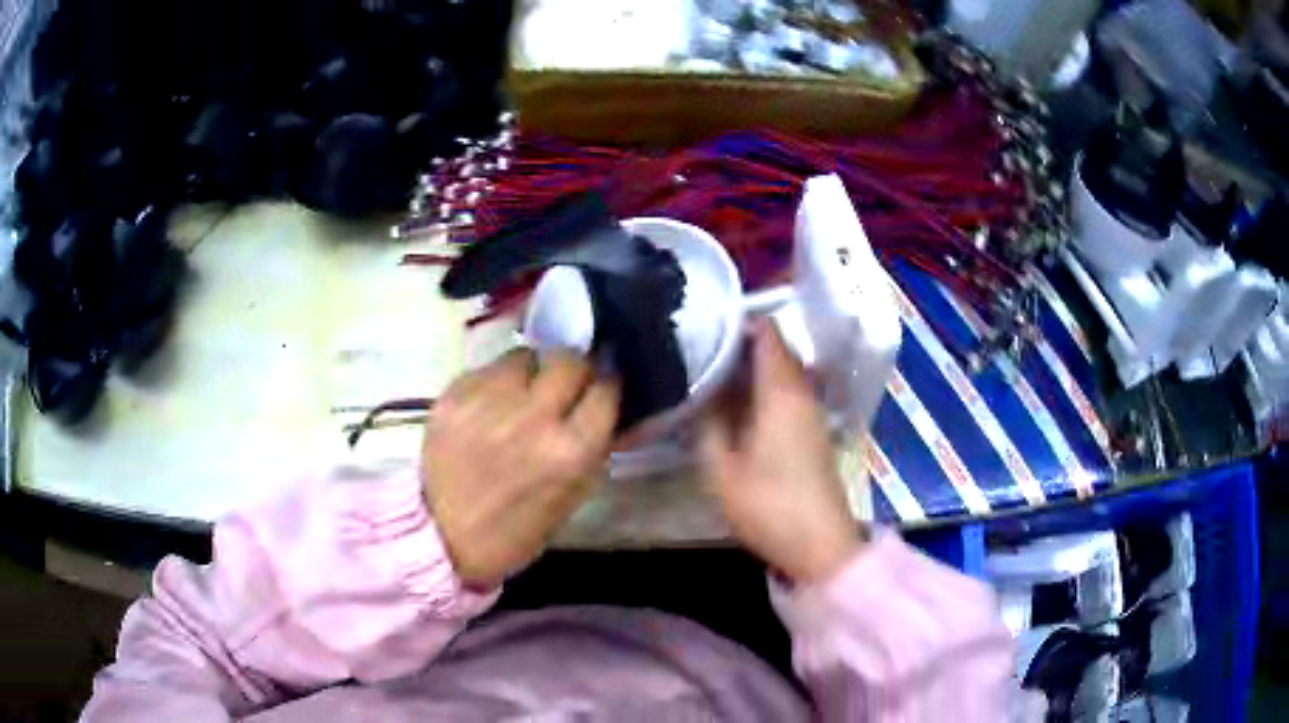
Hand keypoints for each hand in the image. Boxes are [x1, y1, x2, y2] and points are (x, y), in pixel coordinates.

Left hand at [422, 348, 618, 589]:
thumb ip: (597, 450)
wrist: (443, 535)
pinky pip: (487, 368)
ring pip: (526, 354)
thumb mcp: (571, 498)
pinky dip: (495, 382)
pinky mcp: (454, 394)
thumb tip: (620, 413)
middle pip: (569, 360)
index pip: (606, 388)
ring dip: (531, 371)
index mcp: (570, 451)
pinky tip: (488, 406)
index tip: (599, 390)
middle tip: (564, 385)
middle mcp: (533, 417)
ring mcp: (489, 401)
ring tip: (521, 394)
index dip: (606, 386)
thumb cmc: (515, 529)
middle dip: (573, 370)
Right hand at [700, 321, 863, 584]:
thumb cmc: (768, 505)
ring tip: (711, 372)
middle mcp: (802, 392)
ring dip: (751, 368)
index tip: (705, 322)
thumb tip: (700, 394)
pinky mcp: (814, 431)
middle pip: (776, 350)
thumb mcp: (721, 469)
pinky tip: (736, 405)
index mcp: (781, 391)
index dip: (739, 320)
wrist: (820, 544)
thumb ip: (708, 425)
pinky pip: (788, 392)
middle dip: (740, 343)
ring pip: (782, 372)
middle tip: (699, 347)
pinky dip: (763, 388)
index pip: (768, 333)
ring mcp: (812, 412)